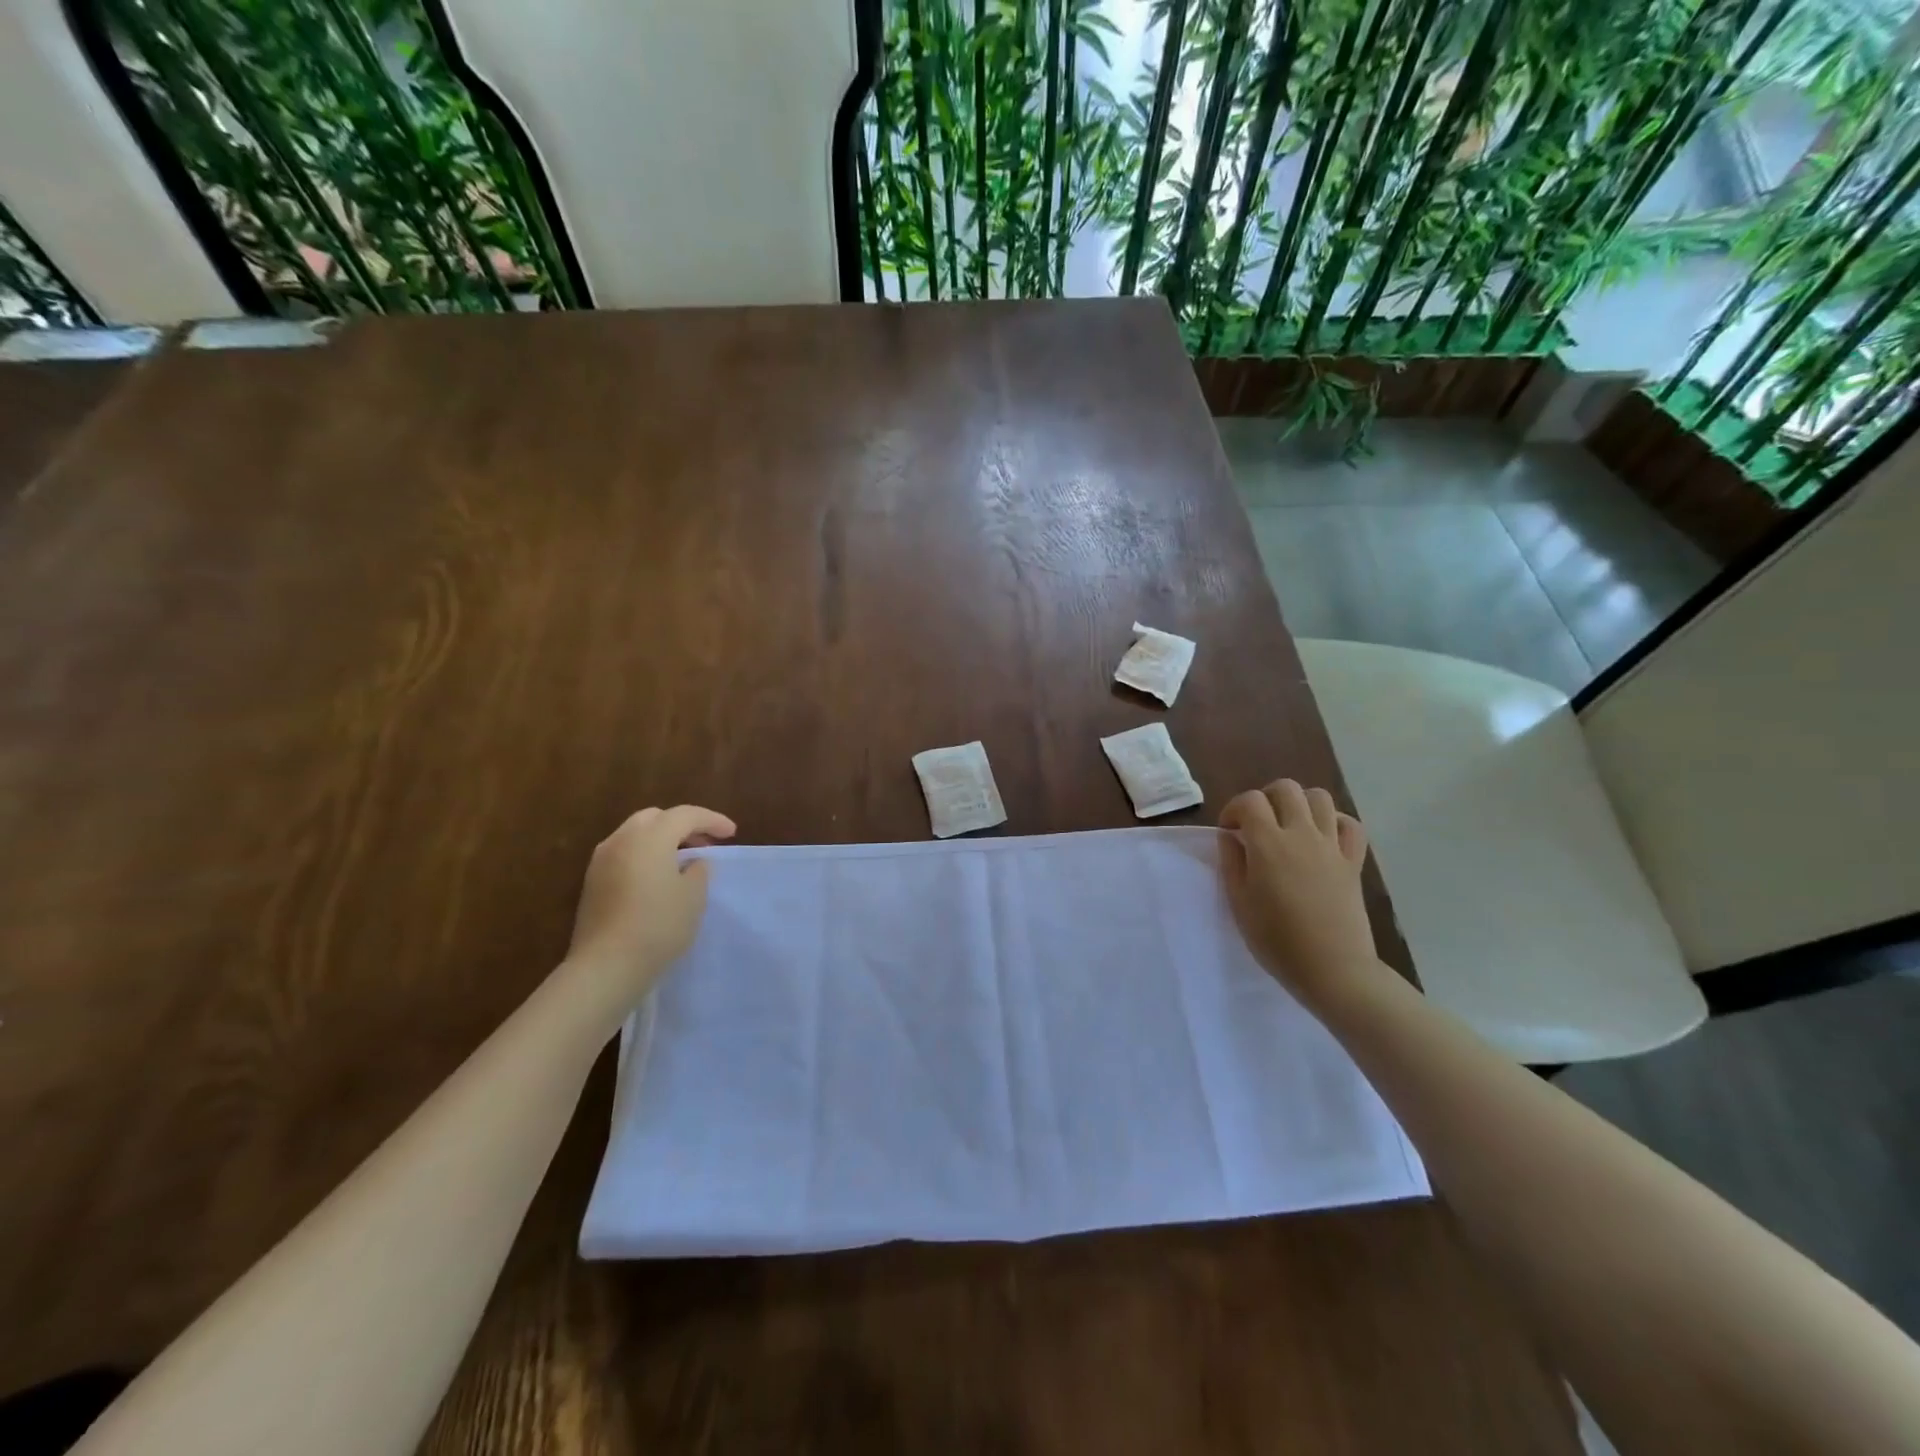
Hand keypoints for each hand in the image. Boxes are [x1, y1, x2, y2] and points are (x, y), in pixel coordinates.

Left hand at [565, 805, 735, 996]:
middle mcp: (622, 840)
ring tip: (682, 860)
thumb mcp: (693, 897)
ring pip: (636, 834)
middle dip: (683, 825)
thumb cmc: (658, 926)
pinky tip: (658, 877)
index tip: (732, 833)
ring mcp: (601, 861)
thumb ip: (699, 870)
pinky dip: (644, 854)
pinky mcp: (592, 882)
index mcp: (650, 837)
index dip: (712, 820)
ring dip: (661, 839)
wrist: (606, 967)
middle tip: (704, 843)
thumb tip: (694, 862)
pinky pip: (624, 854)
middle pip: (656, 817)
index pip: (686, 815)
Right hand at [1220, 780, 1376, 1006]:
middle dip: (1266, 798)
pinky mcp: (1353, 861)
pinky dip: (1335, 822)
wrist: (1332, 970)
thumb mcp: (1239, 903)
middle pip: (1286, 789)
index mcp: (1268, 844)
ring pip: (1320, 798)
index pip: (1249, 801)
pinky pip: (1350, 825)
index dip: (1233, 809)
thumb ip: (1232, 862)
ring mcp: (1332, 846)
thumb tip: (1231, 837)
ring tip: (1289, 826)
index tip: (1229, 831)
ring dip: (1299, 803)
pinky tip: (1322, 837)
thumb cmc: (1276, 940)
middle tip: (1257, 824)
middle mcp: (1302, 835)